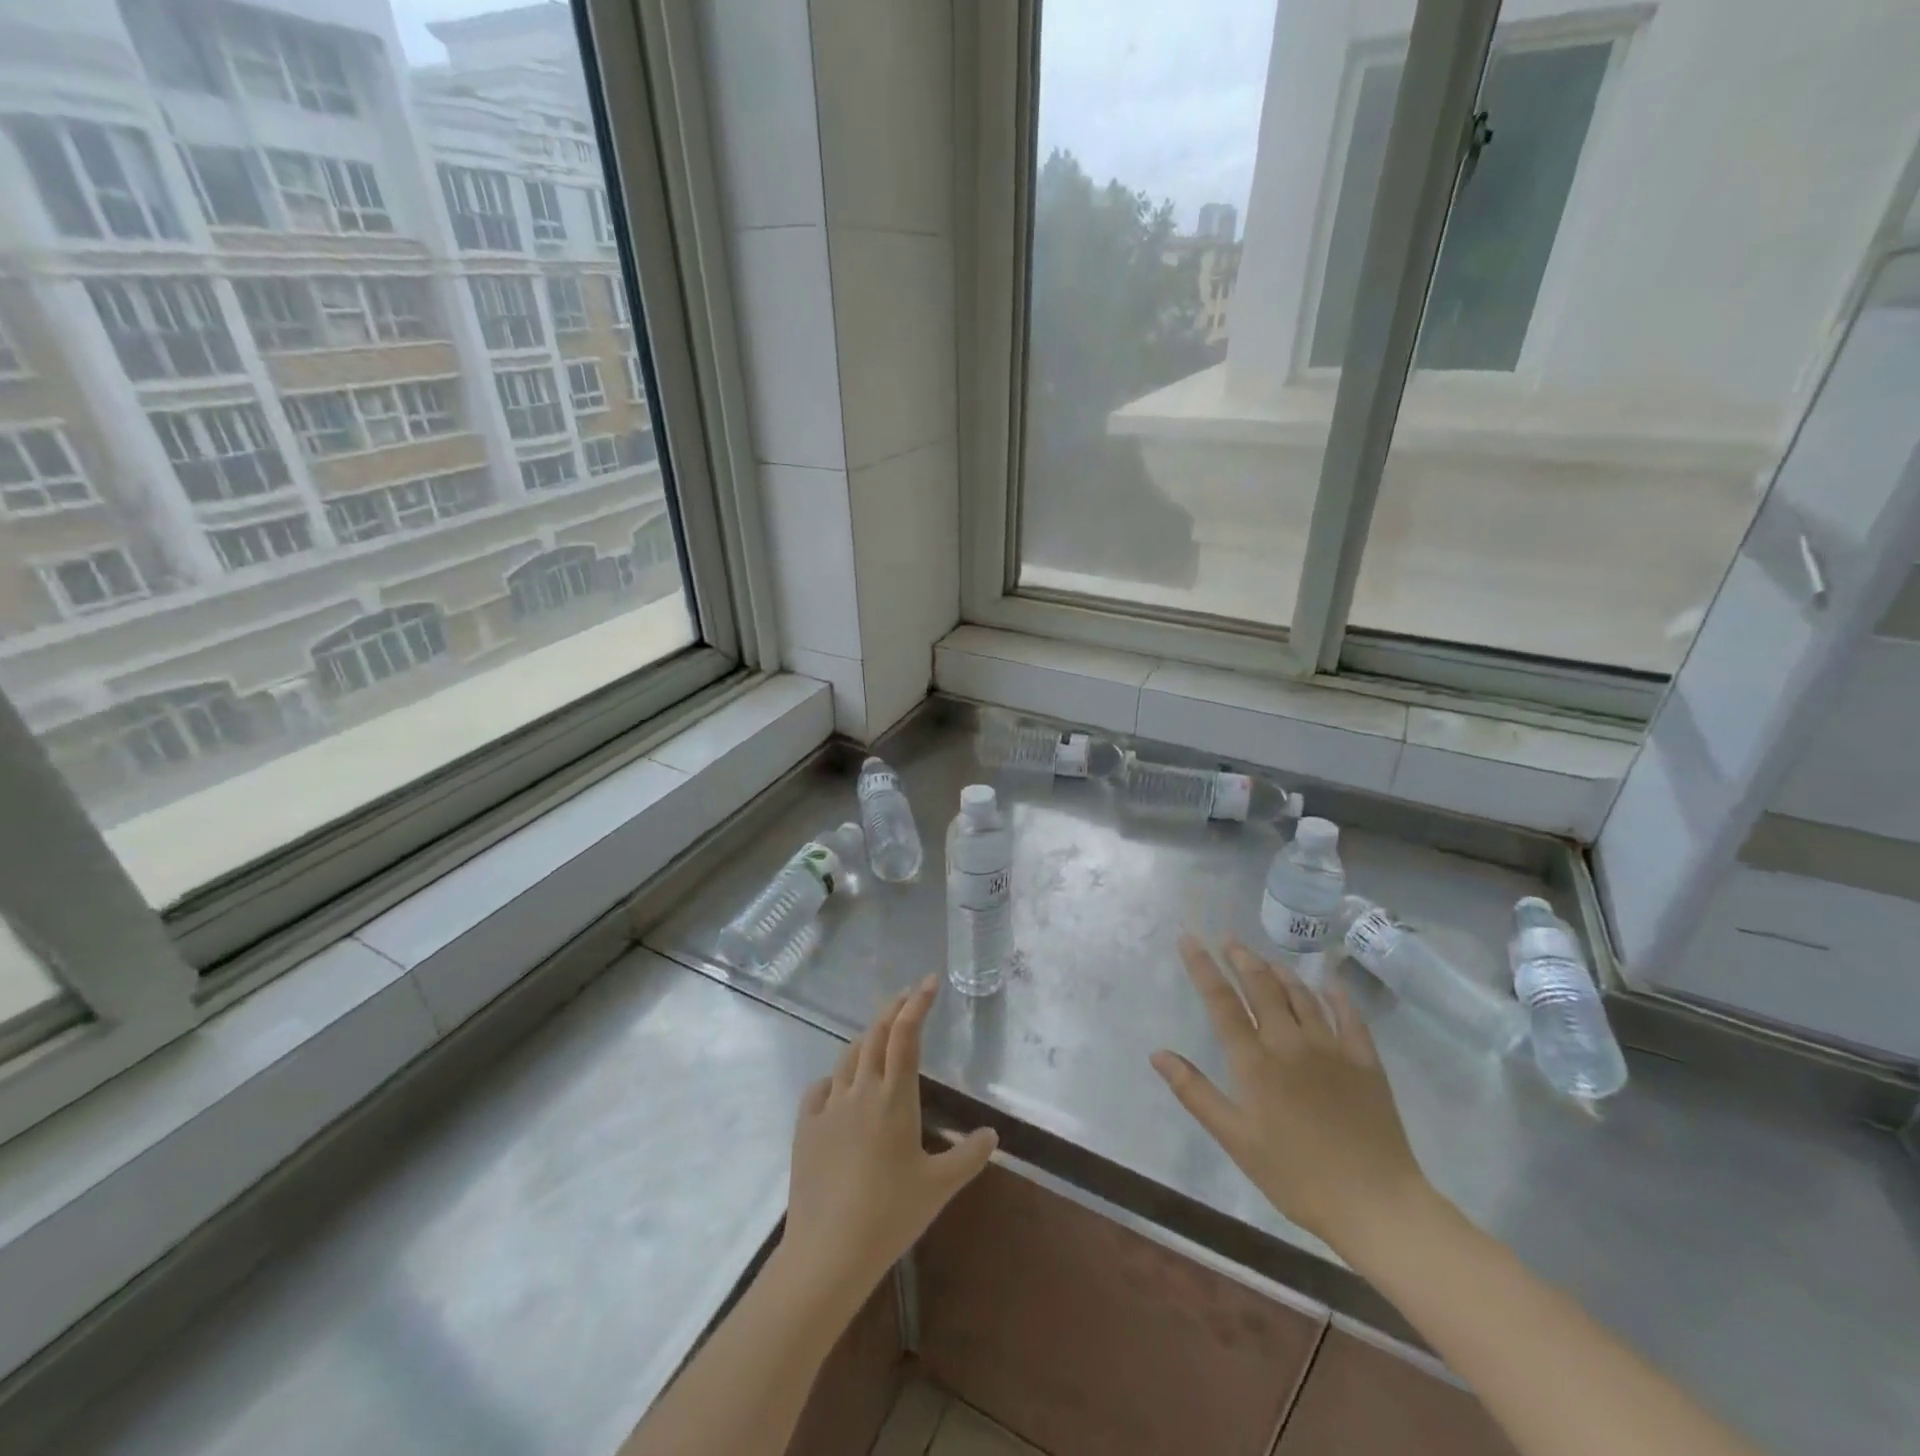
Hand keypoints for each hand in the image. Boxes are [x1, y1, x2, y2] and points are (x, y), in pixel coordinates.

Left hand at [780, 977, 997, 1303]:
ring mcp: (829, 1107)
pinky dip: (834, 1078)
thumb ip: (969, 1157)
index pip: (906, 1035)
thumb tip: (991, 1134)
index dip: (917, 1003)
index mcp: (894, 1098)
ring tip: (878, 1034)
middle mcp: (860, 1091)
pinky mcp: (806, 1127)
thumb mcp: (939, 1187)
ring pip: (848, 1057)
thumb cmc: (890, 1215)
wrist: (828, 1252)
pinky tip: (838, 1086)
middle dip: (893, 1008)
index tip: (928, 981)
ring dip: (866, 1038)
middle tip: (908, 994)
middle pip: (875, 1034)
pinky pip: (819, 1089)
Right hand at [1151, 936, 1434, 1253]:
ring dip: (1279, 971)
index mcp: (1255, 1062)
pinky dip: (1335, 994)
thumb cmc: (1296, 1176)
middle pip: (1261, 986)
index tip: (1189, 939)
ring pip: (1301, 994)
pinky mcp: (1365, 1060)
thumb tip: (1157, 1054)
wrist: (1376, 1204)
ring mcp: (1331, 1048)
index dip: (1202, 967)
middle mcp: (1290, 1042)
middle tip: (1228, 939)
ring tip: (1265, 959)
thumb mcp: (1236, 1139)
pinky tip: (1328, 983)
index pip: (1221, 1001)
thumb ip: (1195, 1092)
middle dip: (1241, 958)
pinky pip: (1349, 1015)